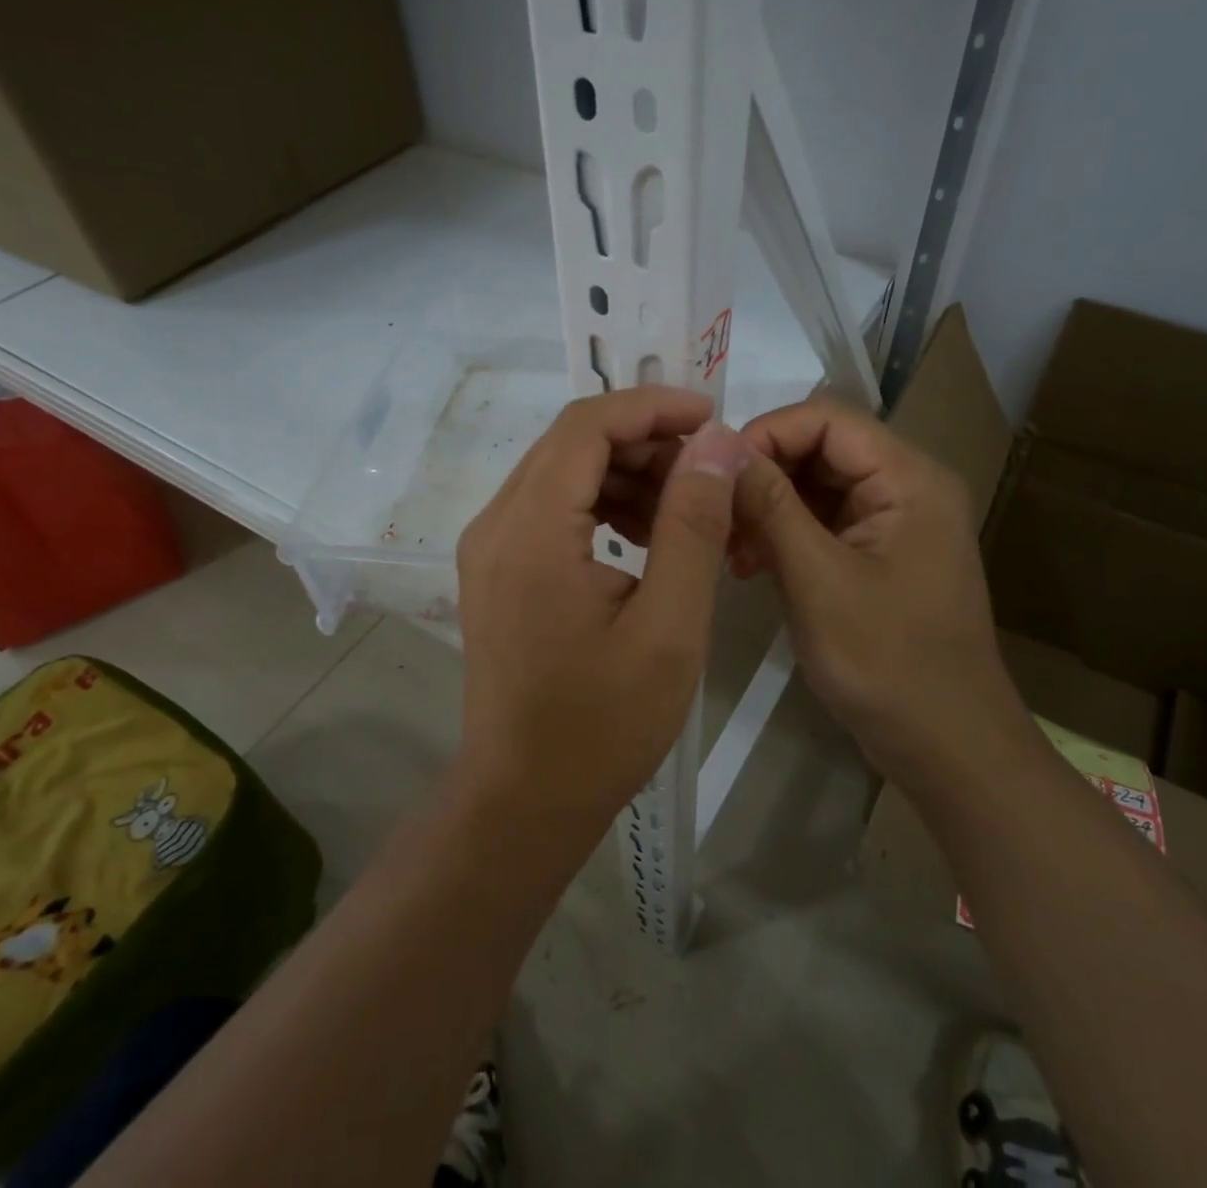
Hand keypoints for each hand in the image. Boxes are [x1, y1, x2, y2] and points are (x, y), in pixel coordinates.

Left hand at [454, 388, 752, 828]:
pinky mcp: (497, 570)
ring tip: (686, 509)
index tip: (712, 418)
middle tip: (709, 472)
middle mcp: (496, 524)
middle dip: (645, 441)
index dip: (652, 407)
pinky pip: (552, 509)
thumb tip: (717, 444)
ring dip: (626, 474)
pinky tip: (645, 539)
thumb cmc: (602, 725)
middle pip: (572, 443)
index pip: (587, 425)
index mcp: (530, 531)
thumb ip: (692, 526)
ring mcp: (489, 547)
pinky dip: (602, 506)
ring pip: (563, 472)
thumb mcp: (669, 625)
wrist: (525, 799)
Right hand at [731, 400, 1021, 788]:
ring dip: (767, 508)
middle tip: (715, 518)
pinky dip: (783, 536)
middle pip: (820, 449)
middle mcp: (905, 487)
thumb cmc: (888, 663)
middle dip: (763, 476)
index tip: (715, 474)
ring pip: (815, 487)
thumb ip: (770, 506)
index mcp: (908, 478)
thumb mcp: (818, 580)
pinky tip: (748, 565)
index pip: (827, 419)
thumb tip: (720, 446)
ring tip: (728, 550)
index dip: (766, 433)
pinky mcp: (876, 555)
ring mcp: (891, 523)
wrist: (948, 749)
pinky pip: (822, 523)